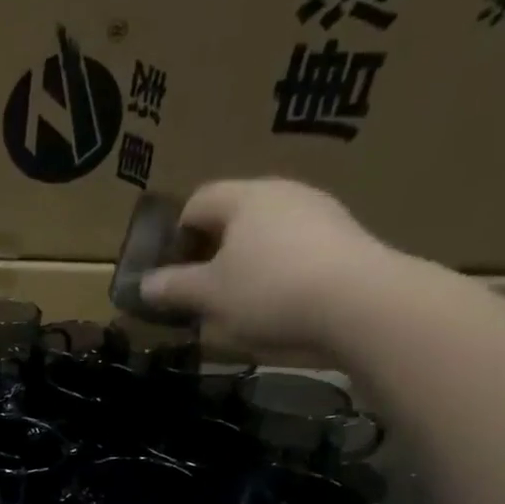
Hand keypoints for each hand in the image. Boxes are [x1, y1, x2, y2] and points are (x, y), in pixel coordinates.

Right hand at [142, 178, 394, 351]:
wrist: (361, 304)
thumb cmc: (269, 291)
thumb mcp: (208, 296)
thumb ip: (172, 288)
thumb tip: (144, 286)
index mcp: (245, 198)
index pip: (197, 202)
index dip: (176, 236)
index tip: (171, 273)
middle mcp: (284, 194)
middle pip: (233, 218)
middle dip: (210, 254)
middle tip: (199, 293)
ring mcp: (321, 215)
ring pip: (266, 237)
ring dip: (244, 267)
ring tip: (236, 307)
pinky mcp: (346, 241)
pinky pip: (296, 253)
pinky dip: (278, 276)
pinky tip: (277, 309)